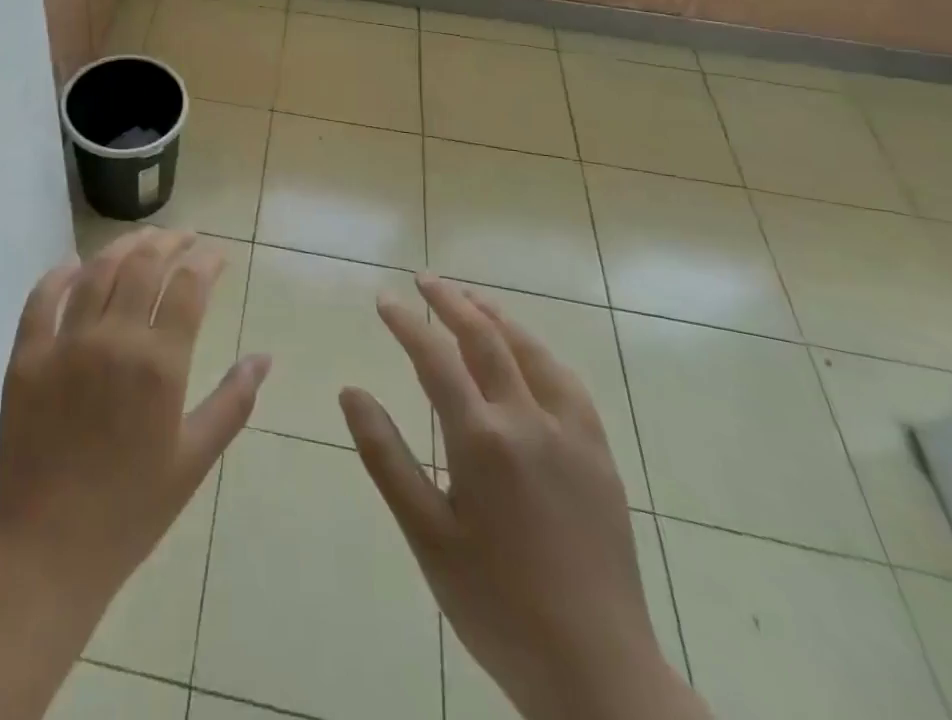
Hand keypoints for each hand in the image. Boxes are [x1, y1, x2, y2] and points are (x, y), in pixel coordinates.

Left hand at [0, 227, 271, 620]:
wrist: (45, 554)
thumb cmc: (130, 512)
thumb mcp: (193, 461)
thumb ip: (232, 402)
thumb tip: (264, 357)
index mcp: (159, 365)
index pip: (188, 286)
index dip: (206, 261)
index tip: (217, 254)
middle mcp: (113, 339)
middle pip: (144, 265)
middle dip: (170, 242)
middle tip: (184, 236)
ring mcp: (64, 343)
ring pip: (97, 271)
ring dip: (123, 246)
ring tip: (142, 239)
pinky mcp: (25, 355)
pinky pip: (41, 298)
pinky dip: (60, 274)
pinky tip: (74, 265)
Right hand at [340, 276, 704, 719]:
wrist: (599, 673)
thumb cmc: (497, 605)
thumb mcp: (426, 535)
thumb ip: (385, 456)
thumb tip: (351, 392)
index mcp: (482, 440)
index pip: (435, 358)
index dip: (406, 322)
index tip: (383, 298)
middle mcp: (528, 421)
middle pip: (486, 338)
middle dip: (451, 302)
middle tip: (424, 279)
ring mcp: (571, 435)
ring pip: (532, 352)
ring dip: (497, 317)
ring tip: (471, 298)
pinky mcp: (599, 456)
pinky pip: (568, 384)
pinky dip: (539, 353)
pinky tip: (530, 354)